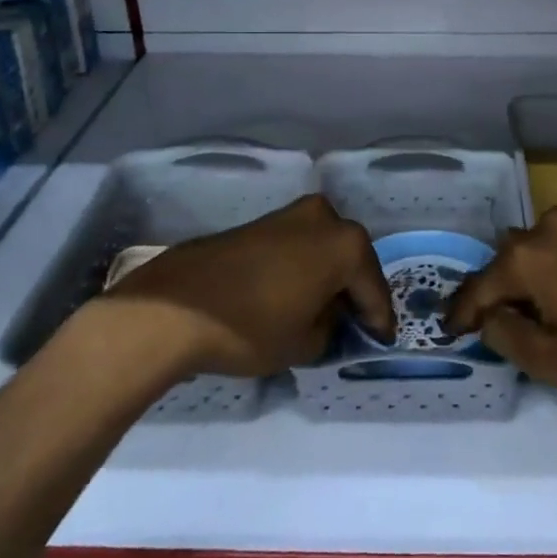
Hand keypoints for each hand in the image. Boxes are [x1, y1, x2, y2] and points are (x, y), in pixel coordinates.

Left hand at [99, 195, 394, 380]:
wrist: (176, 307)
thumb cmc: (251, 326)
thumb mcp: (305, 343)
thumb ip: (331, 329)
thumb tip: (328, 317)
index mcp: (347, 244)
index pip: (373, 290)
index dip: (378, 321)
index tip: (380, 342)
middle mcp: (326, 218)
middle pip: (352, 262)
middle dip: (354, 292)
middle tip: (355, 326)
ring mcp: (291, 214)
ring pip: (324, 251)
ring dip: (328, 278)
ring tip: (323, 312)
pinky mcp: (262, 222)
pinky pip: (299, 247)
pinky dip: (304, 269)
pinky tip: (295, 295)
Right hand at [444, 207, 556, 397]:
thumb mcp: (556, 362)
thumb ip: (509, 337)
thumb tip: (491, 318)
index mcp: (528, 257)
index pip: (479, 286)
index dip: (462, 313)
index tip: (451, 331)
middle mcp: (548, 229)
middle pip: (507, 262)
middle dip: (497, 293)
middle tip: (493, 326)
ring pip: (538, 252)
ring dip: (529, 281)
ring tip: (533, 316)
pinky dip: (556, 272)